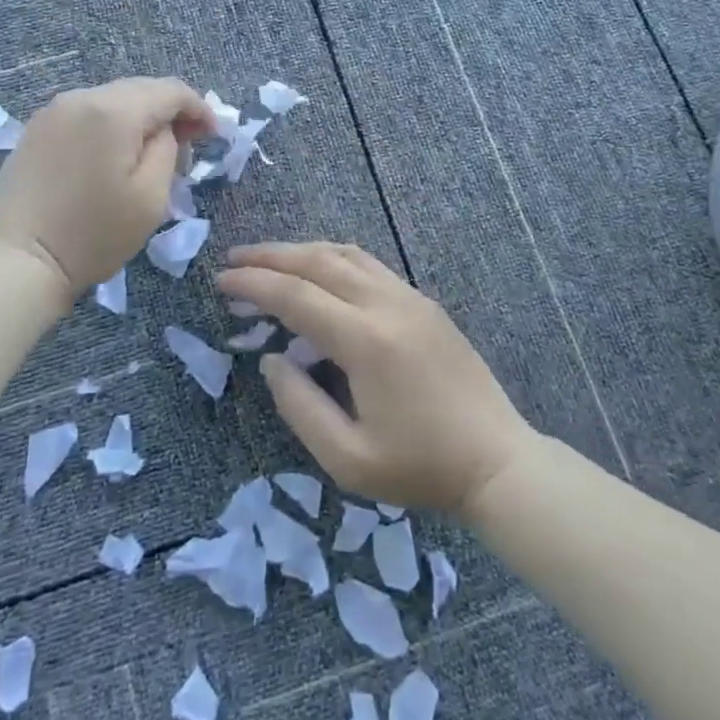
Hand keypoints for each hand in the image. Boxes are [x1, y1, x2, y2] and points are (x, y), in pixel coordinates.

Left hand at [0, 78, 213, 305]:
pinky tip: (115, 155)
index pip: (170, 90)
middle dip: (170, 112)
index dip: (199, 108)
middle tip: (189, 145)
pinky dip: (111, 126)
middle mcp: (81, 97)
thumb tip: (164, 131)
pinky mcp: (36, 130)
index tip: (213, 136)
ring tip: (152, 153)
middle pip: (141, 89)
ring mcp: (53, 111)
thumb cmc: (92, 235)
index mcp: (114, 110)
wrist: (17, 262)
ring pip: (112, 100)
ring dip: (140, 119)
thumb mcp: (151, 197)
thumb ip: (168, 150)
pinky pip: (87, 114)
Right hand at [217, 241, 535, 514]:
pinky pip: (370, 265)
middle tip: (234, 260)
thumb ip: (300, 406)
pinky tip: (320, 271)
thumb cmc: (421, 468)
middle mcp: (387, 304)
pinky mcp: (424, 303)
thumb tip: (271, 360)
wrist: (497, 461)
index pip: (296, 295)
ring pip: (347, 254)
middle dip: (271, 256)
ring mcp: (411, 298)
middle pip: (319, 261)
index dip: (254, 284)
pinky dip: (333, 258)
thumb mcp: (348, 459)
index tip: (221, 281)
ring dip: (302, 251)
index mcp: (366, 340)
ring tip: (268, 260)